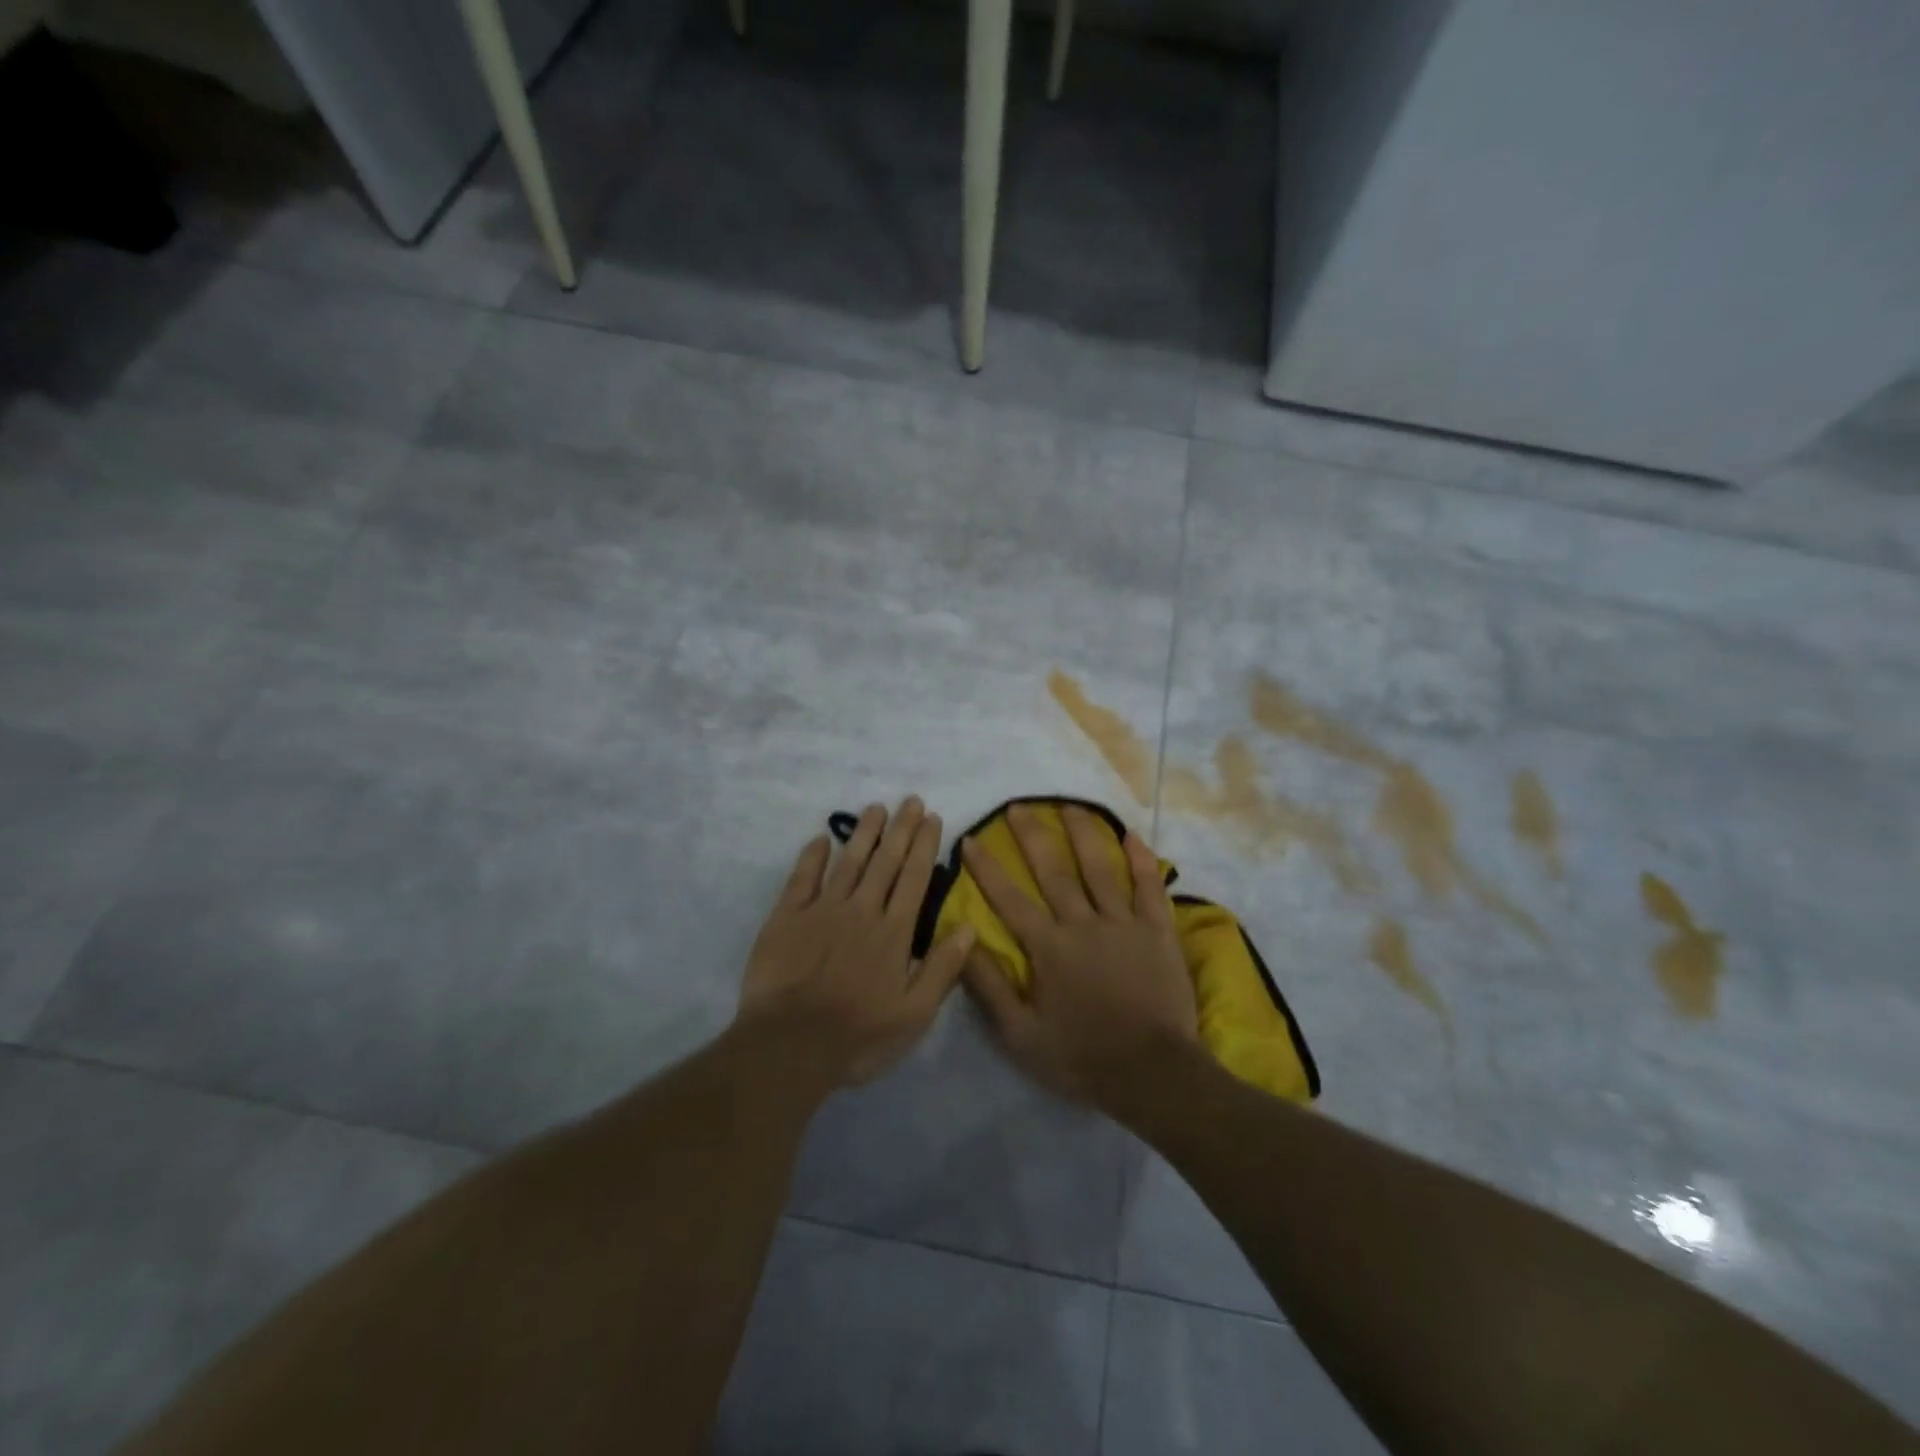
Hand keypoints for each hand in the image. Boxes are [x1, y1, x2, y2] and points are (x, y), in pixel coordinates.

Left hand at [737, 797, 975, 1086]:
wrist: (788, 1047)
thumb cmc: (857, 1037)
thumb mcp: (914, 1015)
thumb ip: (942, 969)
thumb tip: (969, 926)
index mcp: (893, 932)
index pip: (914, 878)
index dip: (924, 846)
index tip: (932, 817)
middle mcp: (861, 911)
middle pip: (885, 861)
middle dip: (900, 828)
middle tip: (910, 800)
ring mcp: (822, 911)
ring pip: (849, 862)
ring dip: (864, 833)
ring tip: (876, 807)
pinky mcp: (787, 918)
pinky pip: (802, 878)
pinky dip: (813, 856)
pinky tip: (822, 838)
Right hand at [960, 804, 1199, 1105]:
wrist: (1152, 1073)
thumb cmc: (1082, 1056)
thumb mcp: (1021, 1035)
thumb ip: (990, 987)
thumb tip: (962, 942)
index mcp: (1048, 947)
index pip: (1009, 898)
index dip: (987, 868)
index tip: (970, 839)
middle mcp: (1082, 923)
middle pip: (1053, 871)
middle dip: (1032, 835)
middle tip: (1018, 805)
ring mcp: (1123, 923)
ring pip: (1099, 868)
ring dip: (1082, 834)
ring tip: (1069, 805)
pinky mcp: (1157, 931)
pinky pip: (1148, 887)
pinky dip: (1140, 860)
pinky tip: (1132, 835)